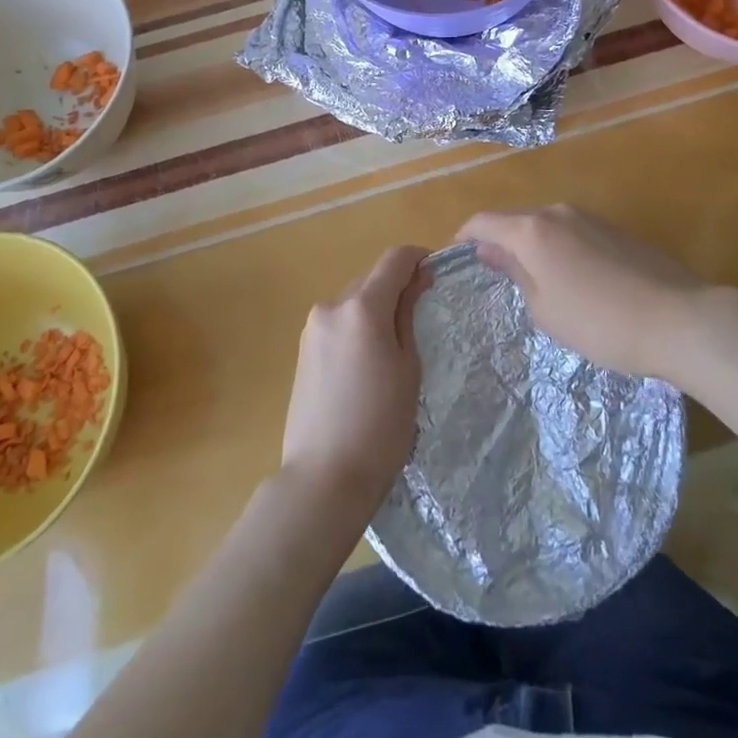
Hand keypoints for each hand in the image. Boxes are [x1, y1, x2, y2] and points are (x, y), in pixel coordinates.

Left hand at [280, 245, 427, 519]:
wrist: (323, 479)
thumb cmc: (380, 427)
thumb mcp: (408, 368)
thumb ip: (408, 316)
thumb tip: (415, 280)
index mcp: (362, 307)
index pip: (394, 260)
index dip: (418, 258)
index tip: (436, 273)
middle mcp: (331, 307)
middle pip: (371, 279)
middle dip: (396, 287)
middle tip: (420, 316)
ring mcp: (312, 329)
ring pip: (353, 302)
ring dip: (375, 309)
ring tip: (393, 347)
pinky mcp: (302, 351)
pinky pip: (337, 323)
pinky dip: (357, 328)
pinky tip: (367, 364)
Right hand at [455, 205, 708, 378]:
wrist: (678, 319)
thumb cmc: (599, 322)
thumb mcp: (545, 308)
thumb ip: (515, 272)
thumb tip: (493, 250)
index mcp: (532, 230)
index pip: (483, 221)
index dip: (464, 236)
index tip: (456, 256)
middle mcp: (557, 212)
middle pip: (515, 221)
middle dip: (500, 243)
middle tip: (495, 277)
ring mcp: (590, 217)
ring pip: (545, 227)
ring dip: (532, 247)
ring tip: (535, 283)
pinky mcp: (615, 229)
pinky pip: (572, 233)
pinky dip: (559, 250)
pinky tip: (572, 281)